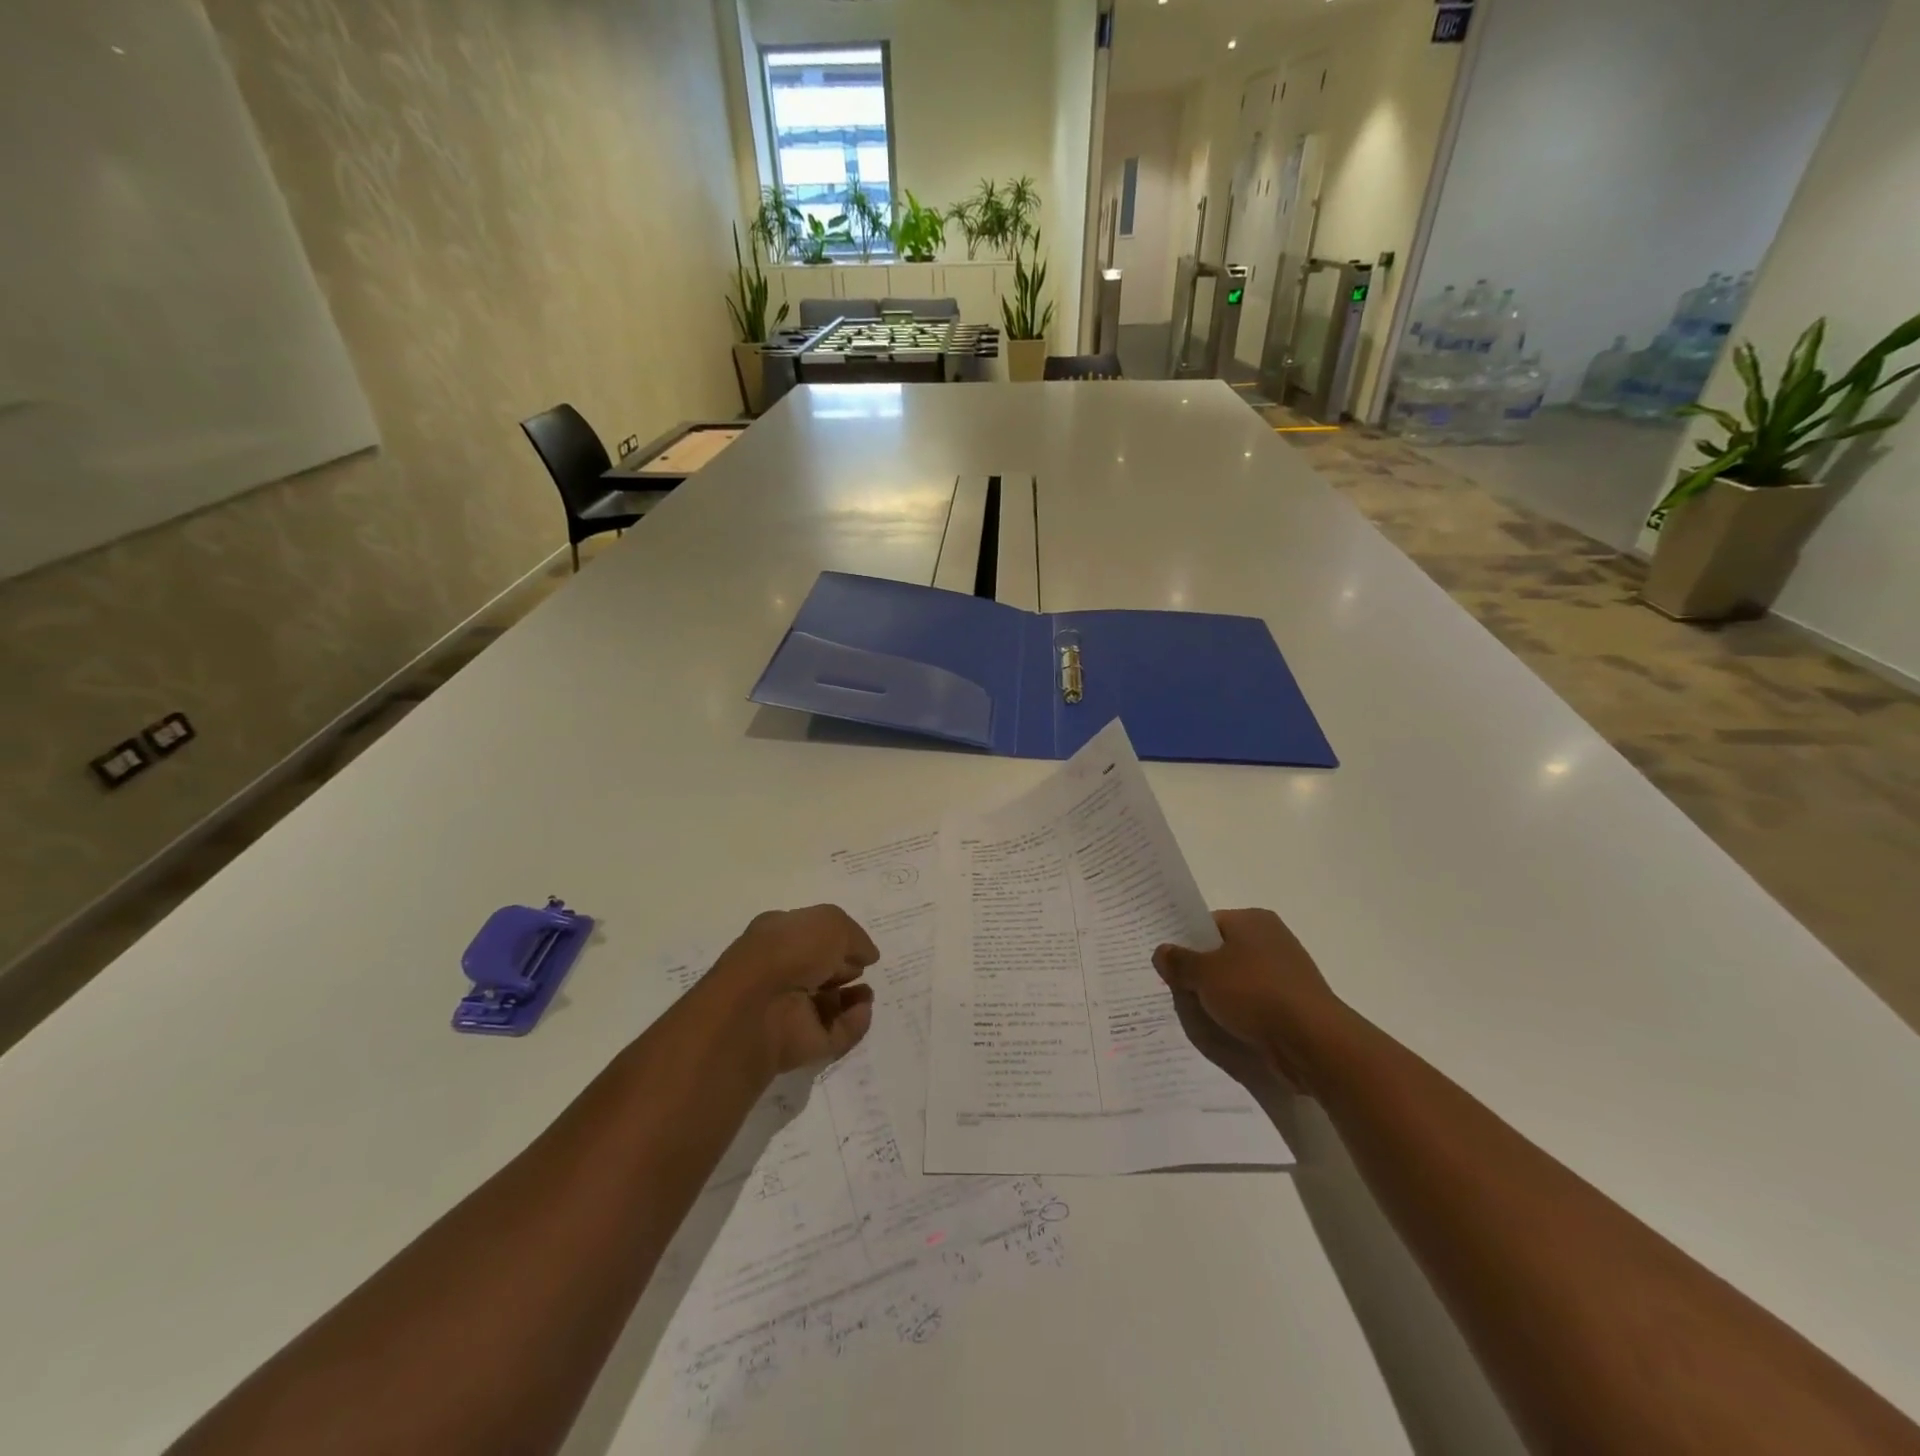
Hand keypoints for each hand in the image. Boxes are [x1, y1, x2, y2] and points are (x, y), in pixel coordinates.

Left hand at [704, 906, 878, 1075]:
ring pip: (826, 1005)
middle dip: (845, 969)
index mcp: (777, 937)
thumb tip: (867, 955)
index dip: (836, 939)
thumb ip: (855, 937)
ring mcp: (788, 1010)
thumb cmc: (790, 951)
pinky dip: (853, 1024)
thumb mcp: (830, 923)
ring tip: (867, 993)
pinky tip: (863, 1009)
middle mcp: (780, 972)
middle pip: (818, 970)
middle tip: (862, 968)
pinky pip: (834, 1034)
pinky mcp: (800, 1044)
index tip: (859, 946)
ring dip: (852, 999)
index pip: (809, 936)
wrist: (759, 1008)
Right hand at [1153, 909, 1341, 1093]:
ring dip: (1219, 996)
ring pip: (1238, 980)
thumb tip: (1161, 952)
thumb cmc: (1255, 993)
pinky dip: (1240, 1013)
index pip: (1208, 924)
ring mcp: (1286, 973)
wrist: (1313, 1042)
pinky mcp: (1294, 1004)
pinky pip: (1255, 1003)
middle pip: (1222, 952)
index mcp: (1253, 920)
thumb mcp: (1204, 974)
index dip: (1185, 942)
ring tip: (1196, 1012)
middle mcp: (1272, 939)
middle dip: (1200, 972)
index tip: (1167, 963)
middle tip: (1174, 989)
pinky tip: (1224, 1027)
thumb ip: (1178, 961)